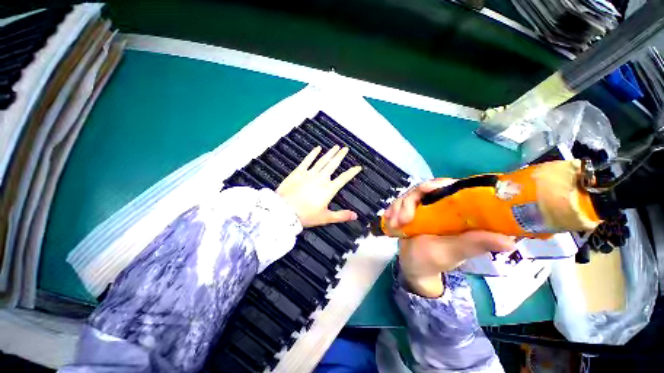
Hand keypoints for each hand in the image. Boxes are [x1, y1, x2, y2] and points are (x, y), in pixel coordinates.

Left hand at [277, 145, 361, 227]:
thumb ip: (341, 216)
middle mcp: (321, 179)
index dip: (352, 172)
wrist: (285, 211)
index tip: (358, 167)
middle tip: (346, 149)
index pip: (344, 178)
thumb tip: (355, 215)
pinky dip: (313, 154)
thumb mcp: (326, 218)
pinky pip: (307, 160)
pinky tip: (317, 148)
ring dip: (330, 153)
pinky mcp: (298, 172)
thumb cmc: (306, 215)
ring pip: (322, 161)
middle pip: (333, 165)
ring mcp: (309, 174)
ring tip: (336, 147)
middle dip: (340, 156)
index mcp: (329, 189)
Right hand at [389, 179, 512, 296]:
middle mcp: (438, 205)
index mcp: (455, 210)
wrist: (414, 267)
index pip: (449, 187)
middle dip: (409, 202)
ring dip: (398, 208)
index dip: (437, 184)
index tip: (425, 190)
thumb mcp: (454, 252)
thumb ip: (474, 244)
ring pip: (407, 196)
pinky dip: (391, 210)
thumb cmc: (435, 260)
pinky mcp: (408, 211)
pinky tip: (388, 220)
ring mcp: (421, 207)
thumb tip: (509, 242)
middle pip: (422, 189)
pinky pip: (397, 204)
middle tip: (403, 219)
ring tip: (394, 225)